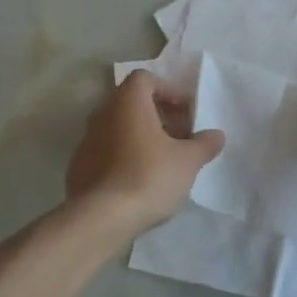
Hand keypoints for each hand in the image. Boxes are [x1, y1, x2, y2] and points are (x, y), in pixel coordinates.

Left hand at [67, 72, 224, 236]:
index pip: (145, 79)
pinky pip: (106, 150)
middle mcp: (103, 113)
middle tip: (180, 137)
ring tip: (164, 160)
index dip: (168, 90)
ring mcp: (87, 140)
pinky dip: (124, 155)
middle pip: (132, 103)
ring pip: (118, 127)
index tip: (186, 113)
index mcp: (128, 102)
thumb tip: (216, 135)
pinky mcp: (79, 166)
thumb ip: (204, 144)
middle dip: (158, 115)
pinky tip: (140, 179)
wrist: (101, 218)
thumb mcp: (188, 161)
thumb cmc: (149, 177)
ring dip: (141, 136)